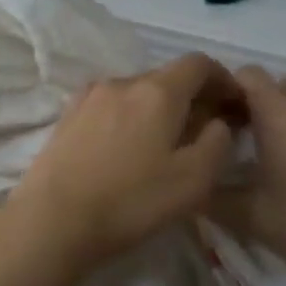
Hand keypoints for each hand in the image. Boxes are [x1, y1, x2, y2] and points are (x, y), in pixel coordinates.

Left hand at [5, 54, 241, 275]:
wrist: (52, 220)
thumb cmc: (131, 201)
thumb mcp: (194, 180)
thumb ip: (218, 143)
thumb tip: (218, 122)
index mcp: (157, 91)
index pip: (199, 64)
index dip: (222, 79)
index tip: (234, 104)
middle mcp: (122, 82)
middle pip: (166, 77)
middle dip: (191, 97)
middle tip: (203, 131)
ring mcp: (88, 97)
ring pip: (136, 93)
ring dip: (157, 110)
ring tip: (162, 144)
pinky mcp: (66, 117)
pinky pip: (110, 107)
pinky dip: (128, 118)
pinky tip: (125, 150)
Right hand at [207, 67, 285, 285]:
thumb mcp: (249, 216)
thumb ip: (211, 197)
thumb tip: (188, 185)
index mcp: (278, 113)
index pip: (247, 75)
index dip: (228, 90)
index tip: (217, 119)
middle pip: (279, 79)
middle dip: (260, 97)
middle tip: (246, 132)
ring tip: (282, 134)